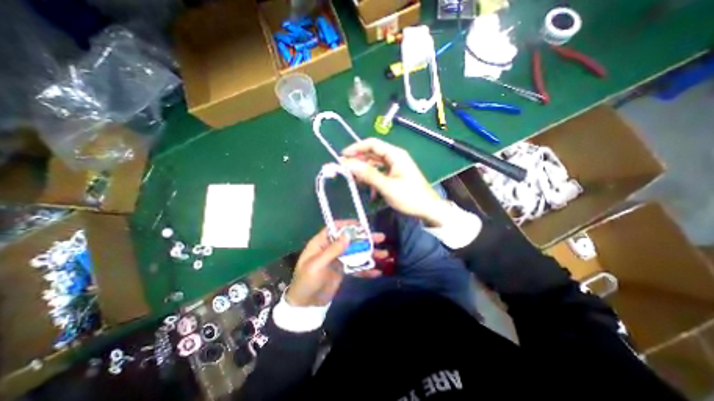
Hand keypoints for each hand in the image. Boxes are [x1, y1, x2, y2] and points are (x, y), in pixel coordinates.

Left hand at [287, 221, 388, 308]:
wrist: (305, 305)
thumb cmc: (306, 282)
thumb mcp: (316, 265)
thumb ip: (332, 250)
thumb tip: (347, 235)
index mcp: (321, 243)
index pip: (335, 228)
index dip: (348, 225)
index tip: (363, 226)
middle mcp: (331, 248)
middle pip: (350, 240)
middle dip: (365, 238)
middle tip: (380, 238)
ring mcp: (338, 259)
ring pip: (356, 252)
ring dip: (370, 253)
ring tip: (384, 254)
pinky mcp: (343, 271)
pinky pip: (356, 267)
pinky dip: (366, 269)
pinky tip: (377, 272)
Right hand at [343, 136, 447, 225]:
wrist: (428, 209)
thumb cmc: (409, 197)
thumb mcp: (387, 186)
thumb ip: (368, 174)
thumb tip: (349, 164)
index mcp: (395, 154)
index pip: (372, 144)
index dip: (356, 148)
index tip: (343, 156)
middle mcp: (395, 157)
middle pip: (373, 154)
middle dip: (359, 161)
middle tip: (345, 170)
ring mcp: (396, 167)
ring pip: (375, 164)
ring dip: (365, 172)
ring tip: (356, 182)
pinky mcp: (396, 176)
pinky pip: (380, 173)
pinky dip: (373, 180)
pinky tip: (371, 191)